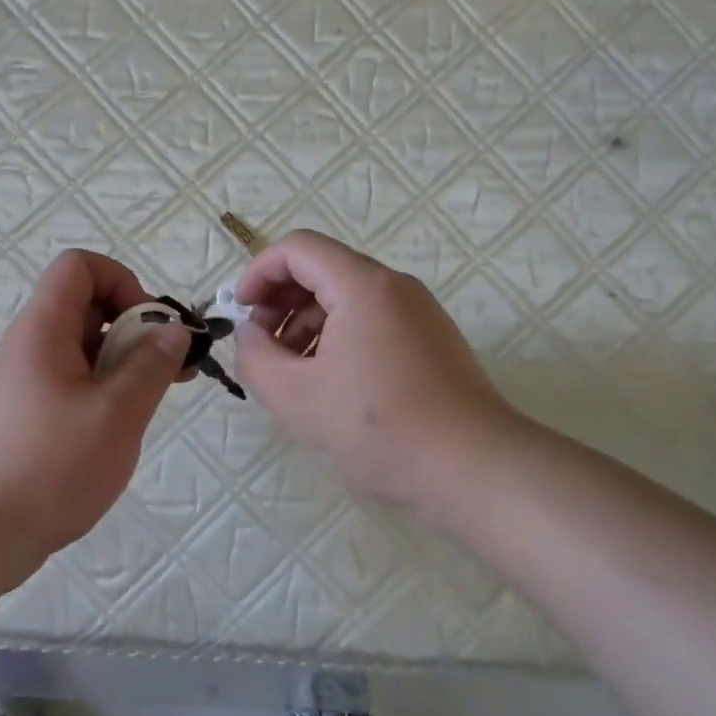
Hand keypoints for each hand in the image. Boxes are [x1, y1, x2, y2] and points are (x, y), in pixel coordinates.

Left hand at [0, 250, 190, 603]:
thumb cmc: (49, 467)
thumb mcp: (115, 415)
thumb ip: (151, 366)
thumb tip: (174, 329)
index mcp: (43, 329)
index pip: (79, 266)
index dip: (122, 281)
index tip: (150, 327)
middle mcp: (30, 344)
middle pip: (86, 305)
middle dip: (135, 326)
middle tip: (169, 368)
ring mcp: (25, 379)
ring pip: (83, 346)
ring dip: (124, 361)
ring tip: (154, 399)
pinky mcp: (26, 411)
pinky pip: (72, 378)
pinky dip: (104, 387)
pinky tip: (123, 424)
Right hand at [233, 230, 519, 515]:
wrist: (474, 468)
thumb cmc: (380, 428)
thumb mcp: (296, 398)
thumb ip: (255, 357)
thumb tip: (250, 334)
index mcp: (362, 286)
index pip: (298, 248)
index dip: (258, 272)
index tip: (240, 312)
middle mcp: (395, 286)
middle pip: (324, 268)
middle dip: (281, 299)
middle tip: (261, 343)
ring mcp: (419, 311)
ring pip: (347, 296)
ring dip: (307, 321)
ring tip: (291, 370)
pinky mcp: (432, 339)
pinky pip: (372, 319)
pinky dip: (338, 335)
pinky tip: (329, 382)